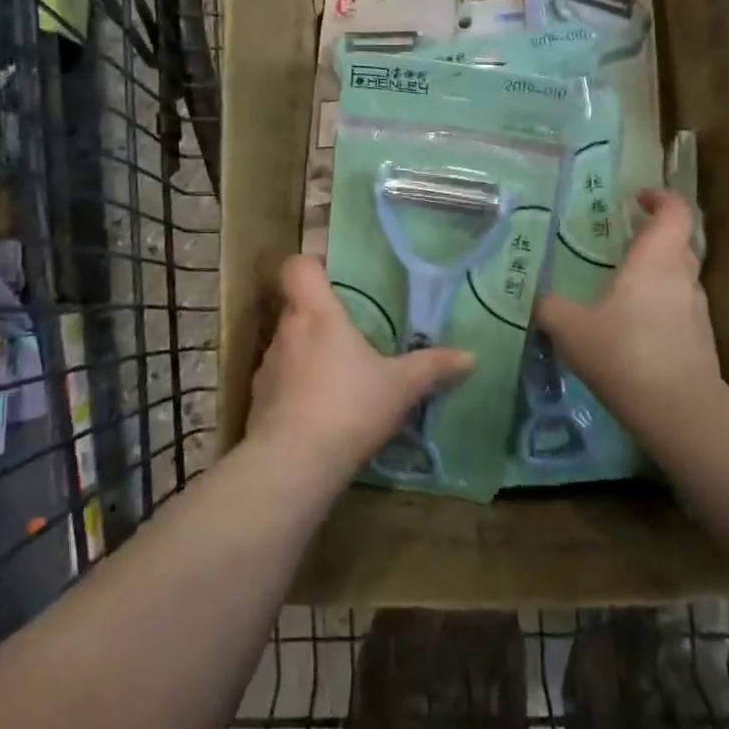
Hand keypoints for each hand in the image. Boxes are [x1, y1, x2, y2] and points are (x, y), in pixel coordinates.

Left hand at [247, 255, 473, 486]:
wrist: (293, 464)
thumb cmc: (349, 407)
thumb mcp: (400, 387)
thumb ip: (432, 367)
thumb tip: (469, 357)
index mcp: (316, 314)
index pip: (297, 267)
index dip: (312, 264)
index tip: (334, 276)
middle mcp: (286, 332)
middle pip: (296, 306)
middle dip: (321, 315)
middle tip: (353, 330)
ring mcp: (268, 368)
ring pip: (289, 344)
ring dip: (309, 352)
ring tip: (340, 375)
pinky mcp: (259, 401)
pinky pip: (281, 380)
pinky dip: (298, 386)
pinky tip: (322, 410)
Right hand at [535, 189, 719, 421]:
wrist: (678, 409)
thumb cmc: (623, 352)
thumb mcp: (570, 328)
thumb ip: (550, 308)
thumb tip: (538, 300)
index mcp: (656, 260)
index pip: (675, 211)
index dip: (660, 198)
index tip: (638, 198)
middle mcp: (683, 278)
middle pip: (679, 242)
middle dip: (655, 236)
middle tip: (623, 242)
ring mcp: (697, 310)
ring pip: (681, 277)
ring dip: (658, 274)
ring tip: (623, 287)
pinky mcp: (701, 340)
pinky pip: (679, 309)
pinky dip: (660, 306)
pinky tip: (633, 328)